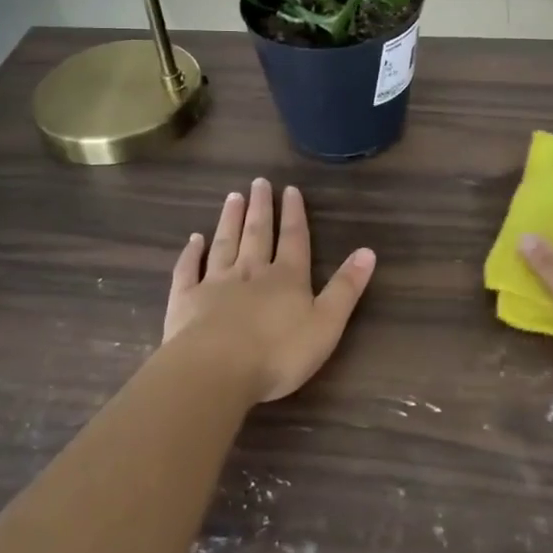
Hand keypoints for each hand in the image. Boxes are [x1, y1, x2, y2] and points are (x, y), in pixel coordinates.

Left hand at [164, 178, 375, 401]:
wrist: (215, 371)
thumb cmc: (278, 353)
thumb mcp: (326, 324)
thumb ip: (345, 288)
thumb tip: (368, 251)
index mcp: (287, 278)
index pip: (293, 238)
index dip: (293, 214)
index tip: (290, 189)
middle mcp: (251, 272)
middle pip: (257, 233)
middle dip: (260, 208)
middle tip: (258, 182)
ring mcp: (215, 284)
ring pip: (225, 244)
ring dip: (230, 220)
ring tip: (233, 197)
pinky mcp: (185, 301)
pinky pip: (188, 270)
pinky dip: (191, 253)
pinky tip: (194, 239)